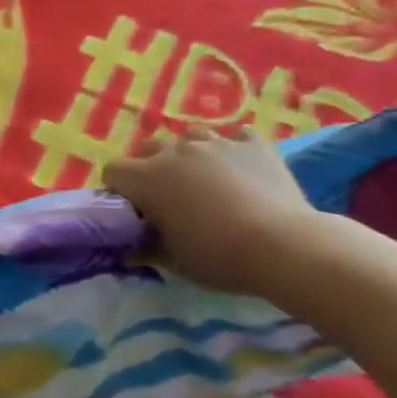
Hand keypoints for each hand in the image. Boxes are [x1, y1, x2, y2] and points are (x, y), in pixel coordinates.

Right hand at [103, 130, 327, 299]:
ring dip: (188, 154)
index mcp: (147, 178)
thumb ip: (145, 250)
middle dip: (150, 168)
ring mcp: (216, 142)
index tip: (133, 211)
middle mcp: (175, 151)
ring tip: (203, 179)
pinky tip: (240, 169)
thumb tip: (128, 251)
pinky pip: (234, 137)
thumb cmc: (216, 256)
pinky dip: (232, 150)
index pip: (113, 171)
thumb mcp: (173, 261)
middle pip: (147, 149)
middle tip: (167, 198)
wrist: (283, 245)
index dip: (118, 190)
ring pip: (189, 136)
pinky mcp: (253, 143)